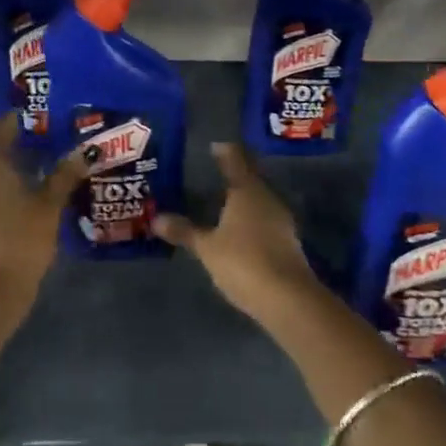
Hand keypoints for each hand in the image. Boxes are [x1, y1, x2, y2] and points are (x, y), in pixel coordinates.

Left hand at [0, 115, 87, 302]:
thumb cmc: (23, 237)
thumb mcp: (51, 203)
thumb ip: (66, 173)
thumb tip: (87, 150)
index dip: (17, 119)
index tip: (41, 115)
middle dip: (13, 139)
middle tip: (44, 134)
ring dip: (9, 159)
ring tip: (41, 157)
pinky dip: (4, 179)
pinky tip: (28, 186)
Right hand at [155, 143, 314, 319]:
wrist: (289, 299)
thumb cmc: (244, 262)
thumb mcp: (207, 248)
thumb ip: (184, 231)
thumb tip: (156, 218)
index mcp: (247, 190)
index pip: (235, 159)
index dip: (224, 151)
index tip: (213, 147)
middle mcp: (267, 197)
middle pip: (250, 178)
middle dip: (233, 175)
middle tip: (212, 174)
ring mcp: (281, 219)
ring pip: (258, 200)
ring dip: (243, 199)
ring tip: (222, 203)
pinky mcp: (288, 241)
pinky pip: (264, 220)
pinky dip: (250, 220)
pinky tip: (238, 230)